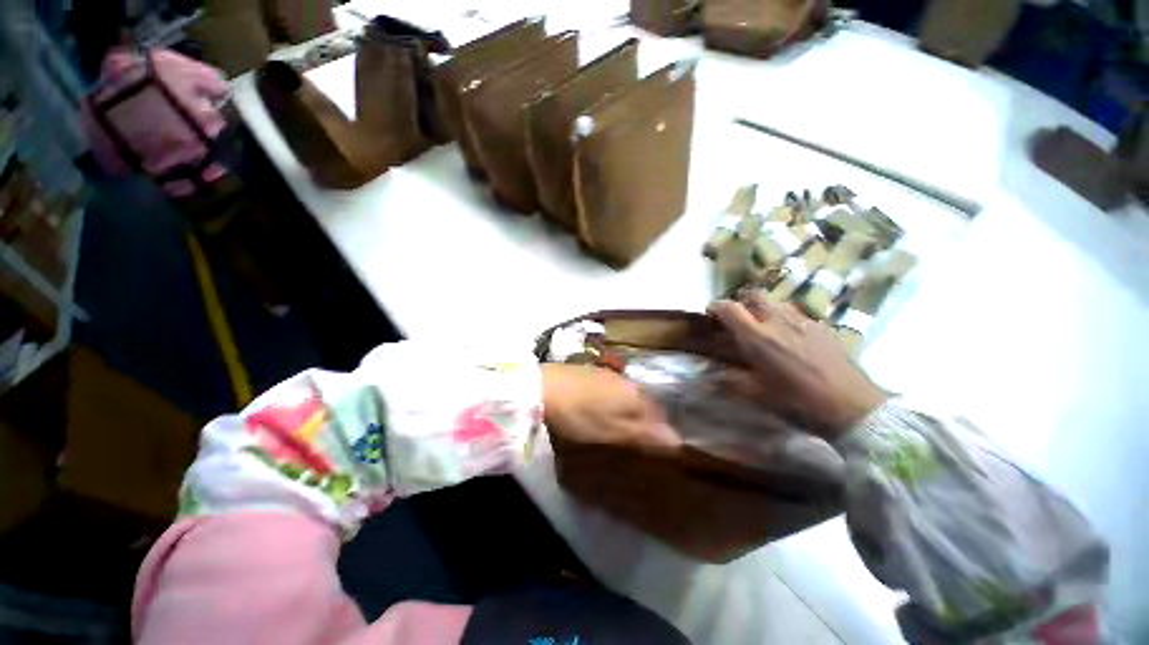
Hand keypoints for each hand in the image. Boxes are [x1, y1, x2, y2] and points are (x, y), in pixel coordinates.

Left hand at [541, 363, 679, 454]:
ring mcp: (609, 373)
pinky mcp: (593, 371)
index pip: (659, 414)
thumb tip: (677, 440)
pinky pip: (613, 388)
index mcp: (635, 395)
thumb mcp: (612, 431)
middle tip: (634, 438)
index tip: (652, 445)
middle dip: (644, 419)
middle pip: (644, 402)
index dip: (659, 430)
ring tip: (618, 424)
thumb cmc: (580, 414)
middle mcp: (627, 381)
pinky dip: (613, 400)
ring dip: (628, 409)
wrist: (544, 387)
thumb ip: (644, 434)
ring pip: (628, 394)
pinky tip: (601, 407)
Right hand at [708, 292, 886, 438]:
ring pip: (777, 302)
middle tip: (741, 320)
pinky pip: (798, 313)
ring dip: (765, 309)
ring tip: (766, 328)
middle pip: (754, 295)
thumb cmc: (799, 401)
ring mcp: (803, 320)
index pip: (729, 308)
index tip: (711, 314)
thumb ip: (731, 382)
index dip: (716, 307)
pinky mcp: (822, 326)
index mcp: (757, 337)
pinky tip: (793, 338)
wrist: (852, 405)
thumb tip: (709, 379)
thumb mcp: (758, 395)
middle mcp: (777, 321)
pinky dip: (787, 319)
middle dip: (743, 303)